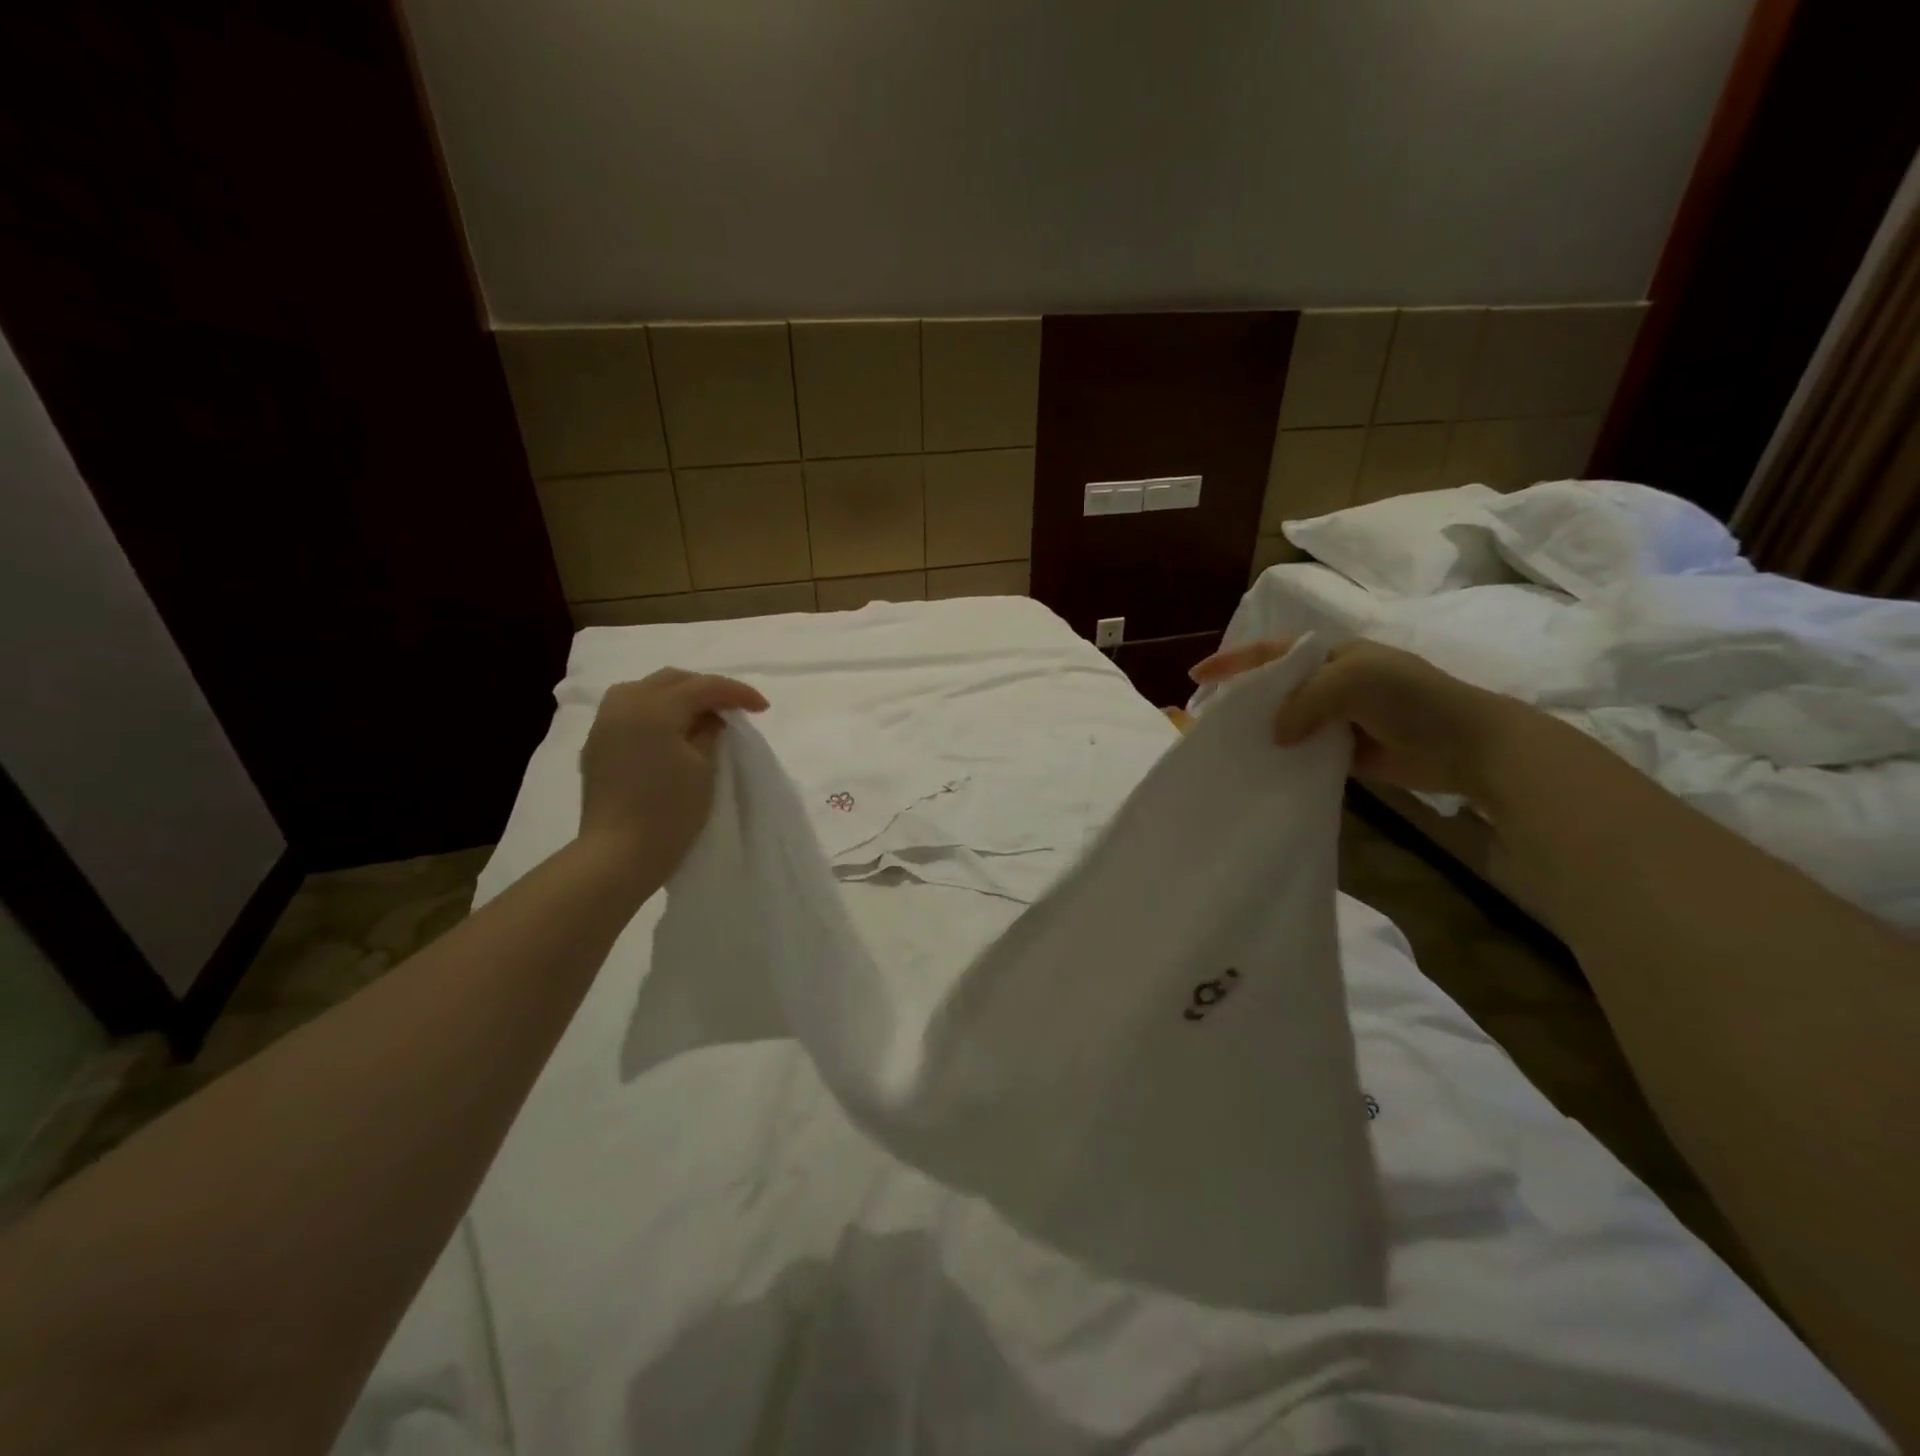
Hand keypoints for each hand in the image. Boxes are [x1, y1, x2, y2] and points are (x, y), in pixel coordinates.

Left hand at [577, 668, 768, 872]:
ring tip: (700, 716)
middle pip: (672, 680)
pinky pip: (629, 710)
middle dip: (706, 689)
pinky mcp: (597, 745)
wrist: (618, 855)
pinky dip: (655, 710)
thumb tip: (709, 719)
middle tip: (733, 708)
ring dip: (677, 696)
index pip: (704, 687)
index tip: (763, 708)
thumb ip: (710, 733)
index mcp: (655, 707)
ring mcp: (605, 723)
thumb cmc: (669, 812)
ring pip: (645, 690)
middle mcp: (625, 704)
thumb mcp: (704, 768)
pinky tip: (670, 731)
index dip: (738, 693)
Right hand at [1189, 637, 1518, 799]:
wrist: (1467, 744)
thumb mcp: (1353, 681)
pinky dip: (1282, 757)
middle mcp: (1329, 682)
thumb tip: (1274, 734)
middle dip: (1240, 698)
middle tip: (1207, 717)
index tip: (1197, 676)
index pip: (1271, 651)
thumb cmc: (1412, 699)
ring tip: (1226, 745)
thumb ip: (1305, 701)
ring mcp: (1336, 717)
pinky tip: (1260, 767)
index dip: (1233, 661)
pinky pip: (1301, 750)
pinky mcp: (1343, 750)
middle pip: (1273, 686)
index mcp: (1331, 654)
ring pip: (1284, 720)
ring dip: (1259, 730)